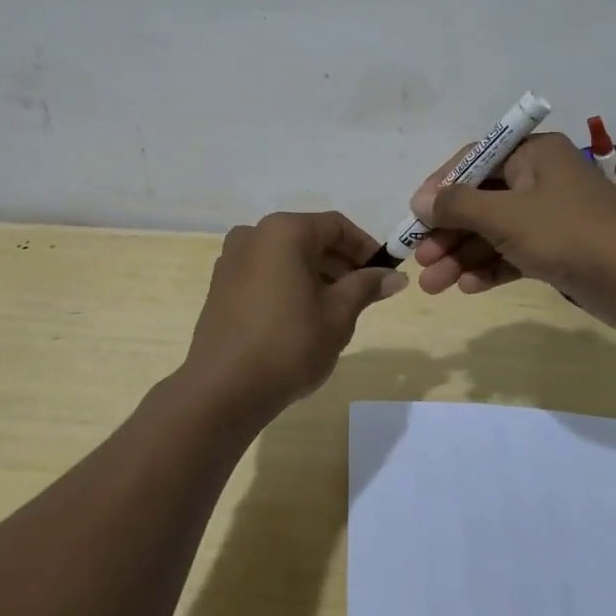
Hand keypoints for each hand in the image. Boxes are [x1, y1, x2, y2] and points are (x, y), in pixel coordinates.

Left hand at [183, 211, 407, 426]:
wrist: (223, 389)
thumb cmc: (289, 344)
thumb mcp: (338, 314)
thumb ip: (366, 286)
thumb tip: (395, 276)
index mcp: (284, 231)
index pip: (336, 226)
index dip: (366, 247)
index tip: (384, 274)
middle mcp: (254, 234)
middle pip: (309, 238)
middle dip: (341, 262)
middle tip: (365, 294)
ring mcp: (232, 259)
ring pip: (286, 256)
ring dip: (316, 274)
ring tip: (338, 309)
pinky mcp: (221, 285)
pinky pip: (265, 272)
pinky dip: (289, 283)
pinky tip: (303, 316)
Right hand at [409, 132, 615, 330]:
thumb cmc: (571, 234)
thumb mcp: (507, 216)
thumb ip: (459, 206)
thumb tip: (420, 199)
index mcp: (533, 154)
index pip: (473, 161)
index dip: (439, 188)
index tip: (413, 216)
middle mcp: (540, 178)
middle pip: (481, 201)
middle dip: (448, 232)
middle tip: (419, 259)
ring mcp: (551, 216)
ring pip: (494, 231)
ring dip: (463, 256)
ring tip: (433, 285)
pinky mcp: (559, 249)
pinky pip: (514, 253)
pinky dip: (490, 267)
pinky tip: (468, 287)